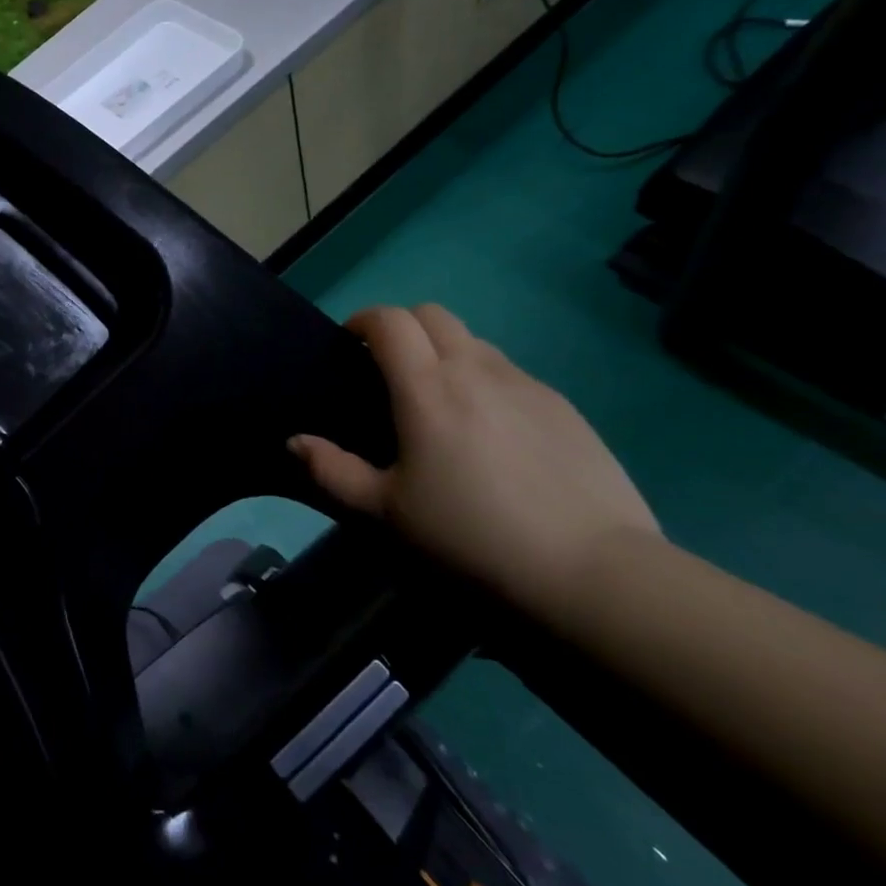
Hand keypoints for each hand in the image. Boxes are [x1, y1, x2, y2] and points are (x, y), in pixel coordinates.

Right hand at [289, 305, 660, 612]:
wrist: (590, 570)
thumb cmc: (470, 535)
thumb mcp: (385, 511)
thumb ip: (332, 471)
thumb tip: (295, 442)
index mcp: (427, 388)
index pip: (391, 320)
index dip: (364, 321)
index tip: (351, 346)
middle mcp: (476, 370)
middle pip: (434, 315)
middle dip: (404, 327)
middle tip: (390, 370)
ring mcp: (527, 385)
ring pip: (476, 342)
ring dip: (447, 353)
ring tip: (441, 404)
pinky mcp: (564, 408)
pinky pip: (512, 375)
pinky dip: (486, 382)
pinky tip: (492, 434)